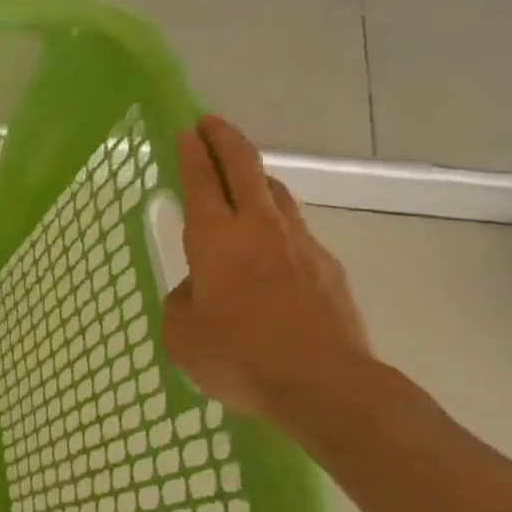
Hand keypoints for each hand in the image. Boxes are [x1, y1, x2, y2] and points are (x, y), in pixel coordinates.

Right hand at [160, 116, 372, 426]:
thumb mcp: (181, 334)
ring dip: (256, 177)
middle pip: (244, 167)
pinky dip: (279, 225)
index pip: (200, 180)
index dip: (192, 151)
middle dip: (225, 140)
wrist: (327, 387)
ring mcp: (300, 245)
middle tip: (211, 124)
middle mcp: (258, 229)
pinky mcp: (330, 269)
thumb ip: (183, 301)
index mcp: (215, 238)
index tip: (187, 129)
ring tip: (243, 178)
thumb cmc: (240, 356)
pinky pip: (297, 232)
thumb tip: (200, 290)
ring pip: (276, 194)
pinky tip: (273, 249)